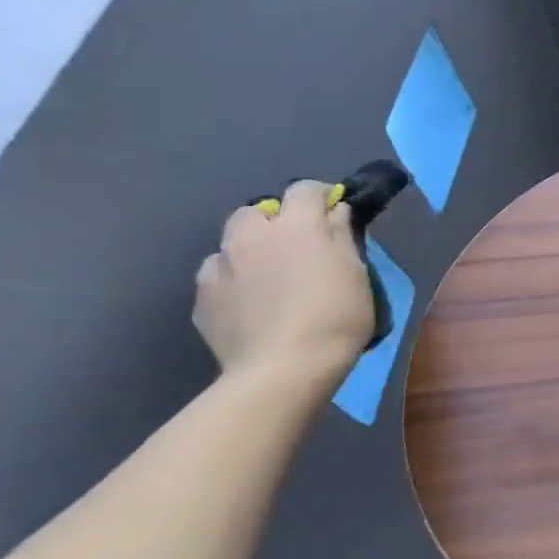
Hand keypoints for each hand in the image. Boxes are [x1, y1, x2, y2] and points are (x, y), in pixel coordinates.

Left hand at [194, 180, 373, 385]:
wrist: (283, 369)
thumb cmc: (336, 317)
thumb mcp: (356, 273)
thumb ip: (342, 236)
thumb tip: (335, 211)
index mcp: (296, 226)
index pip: (304, 190)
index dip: (321, 197)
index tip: (334, 214)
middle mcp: (252, 236)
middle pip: (257, 211)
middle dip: (276, 220)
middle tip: (298, 247)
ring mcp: (220, 266)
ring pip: (232, 242)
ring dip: (250, 249)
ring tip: (269, 277)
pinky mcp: (202, 297)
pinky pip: (217, 276)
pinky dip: (233, 281)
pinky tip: (250, 304)